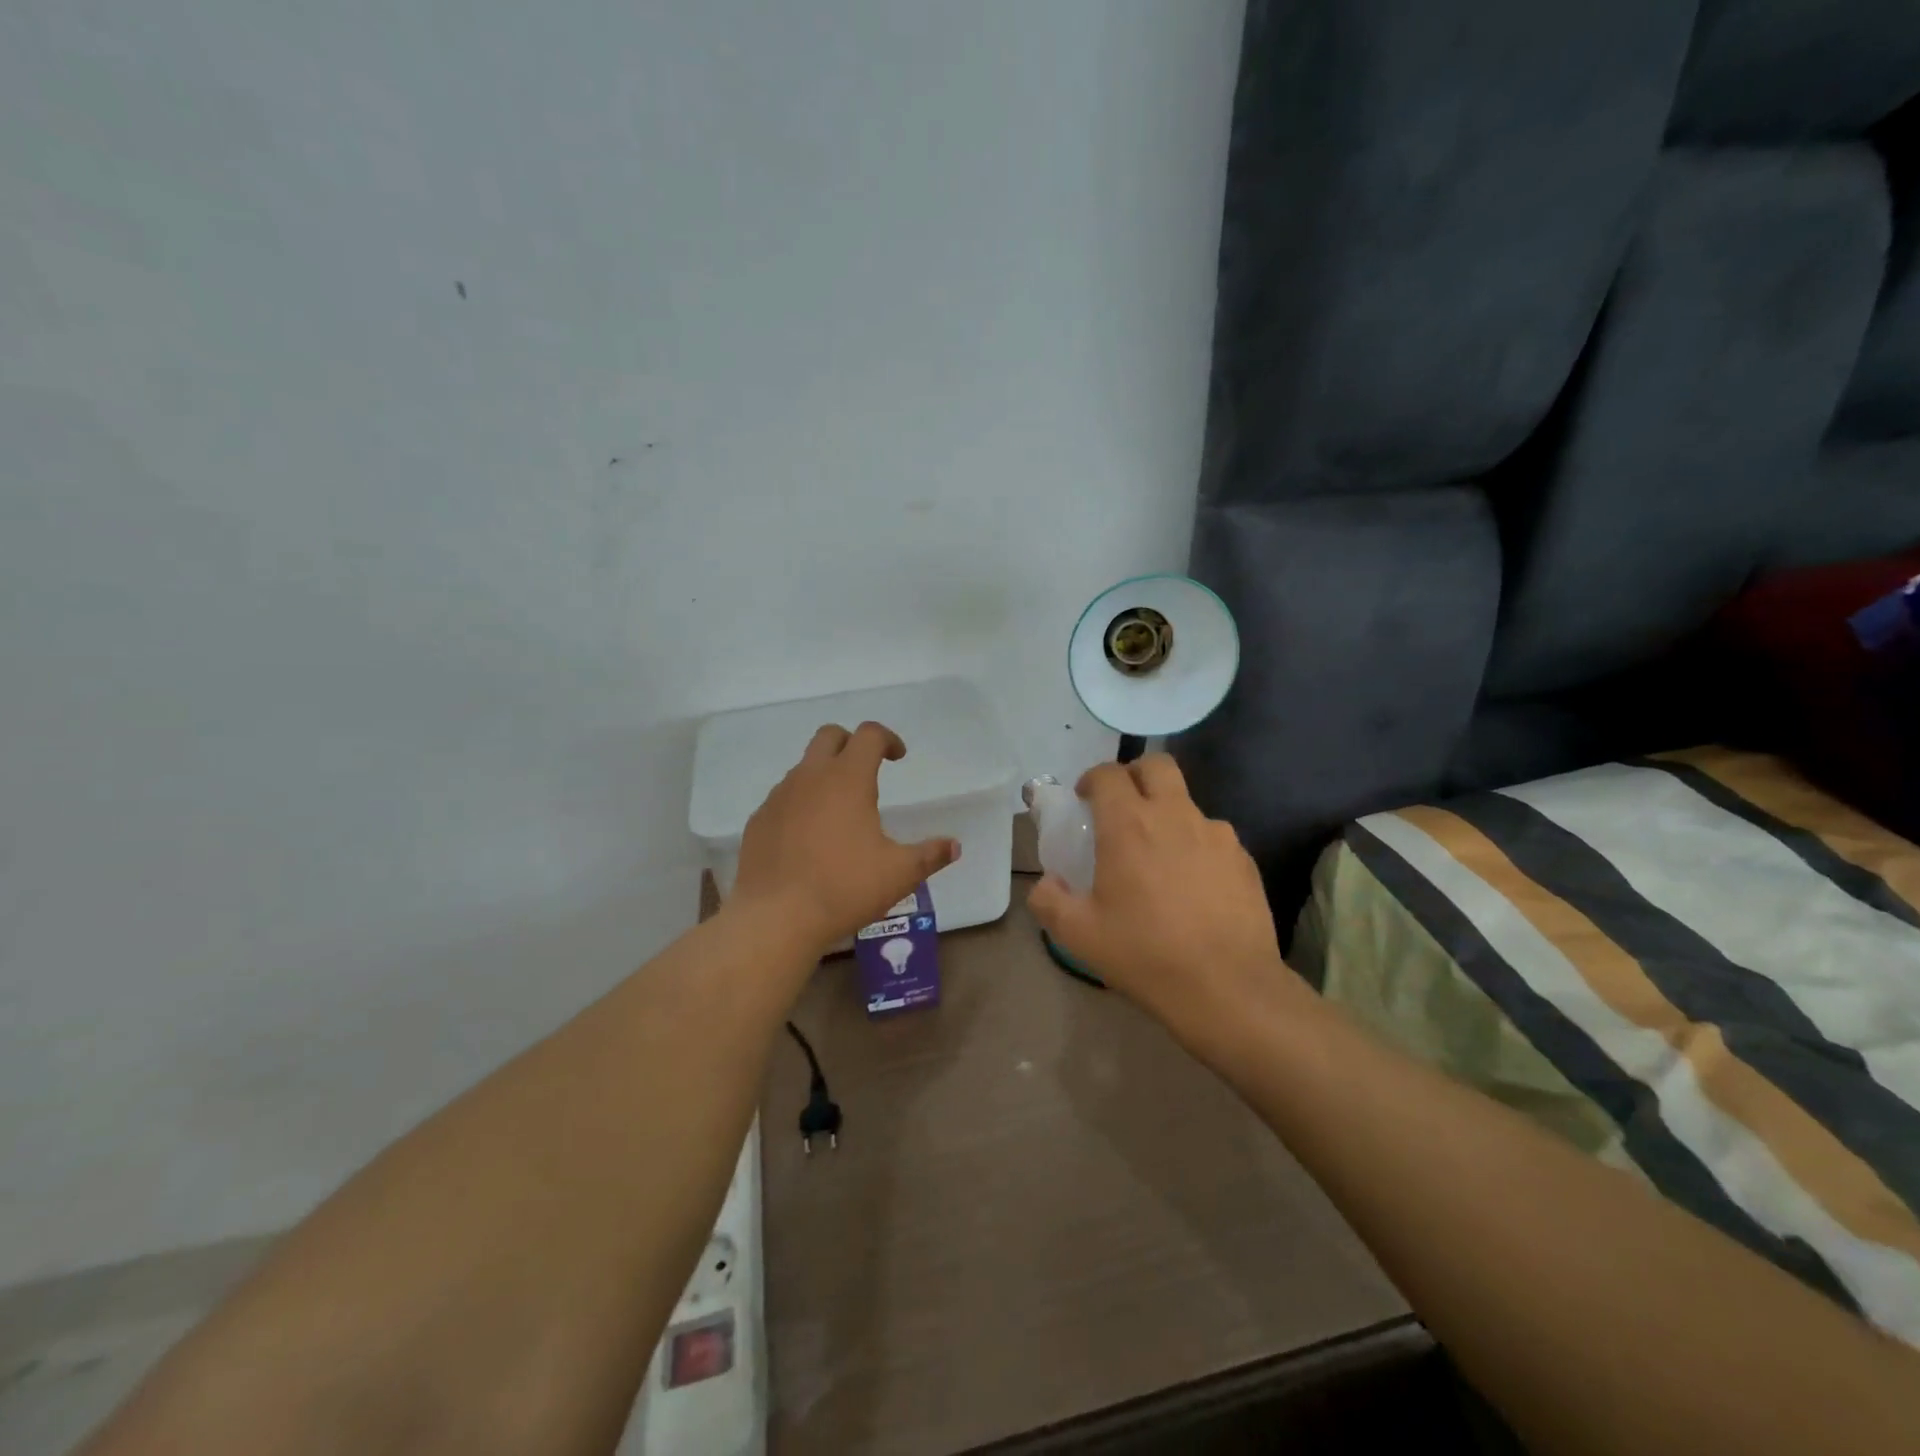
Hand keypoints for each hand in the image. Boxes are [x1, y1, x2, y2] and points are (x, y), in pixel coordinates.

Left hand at [730, 721, 959, 954]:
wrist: (775, 918)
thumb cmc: (844, 888)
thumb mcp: (899, 874)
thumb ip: (930, 855)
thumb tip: (954, 846)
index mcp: (847, 779)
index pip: (868, 735)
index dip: (888, 738)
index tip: (898, 757)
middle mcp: (809, 777)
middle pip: (829, 736)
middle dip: (851, 743)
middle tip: (867, 770)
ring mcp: (779, 797)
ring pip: (803, 768)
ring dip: (825, 775)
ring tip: (840, 812)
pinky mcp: (758, 820)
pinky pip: (783, 798)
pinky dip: (801, 803)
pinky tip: (809, 838)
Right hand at [1026, 754, 1288, 1033]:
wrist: (1227, 988)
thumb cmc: (1145, 954)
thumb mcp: (1079, 934)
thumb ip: (1050, 900)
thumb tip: (1047, 883)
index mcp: (1129, 825)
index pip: (1109, 774)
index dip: (1092, 779)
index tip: (1085, 800)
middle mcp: (1175, 816)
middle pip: (1156, 766)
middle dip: (1135, 775)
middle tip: (1122, 807)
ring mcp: (1216, 835)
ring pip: (1187, 803)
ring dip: (1168, 815)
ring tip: (1160, 858)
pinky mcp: (1244, 859)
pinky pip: (1213, 837)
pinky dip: (1196, 847)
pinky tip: (1193, 886)